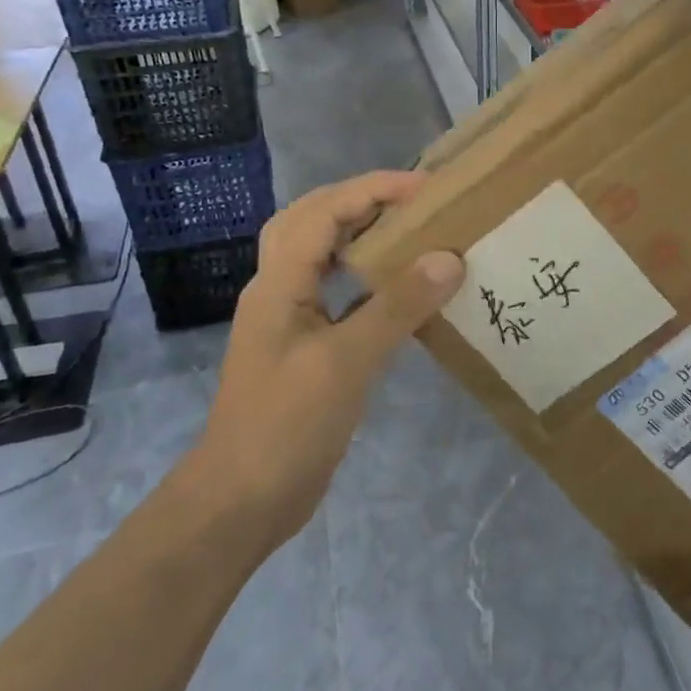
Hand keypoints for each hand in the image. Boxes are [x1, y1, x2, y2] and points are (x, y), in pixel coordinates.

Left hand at [188, 171, 463, 548]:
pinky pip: (337, 293)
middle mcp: (279, 289)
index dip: (372, 189)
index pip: (323, 211)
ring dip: (361, 234)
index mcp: (279, 282)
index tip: (425, 189)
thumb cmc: (286, 426)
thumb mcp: (346, 362)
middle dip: (362, 200)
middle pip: (313, 221)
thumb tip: (449, 259)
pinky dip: (367, 278)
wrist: (242, 501)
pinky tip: (400, 290)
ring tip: (411, 231)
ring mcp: (290, 319)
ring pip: (322, 255)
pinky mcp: (305, 347)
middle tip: (415, 201)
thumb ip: (397, 307)